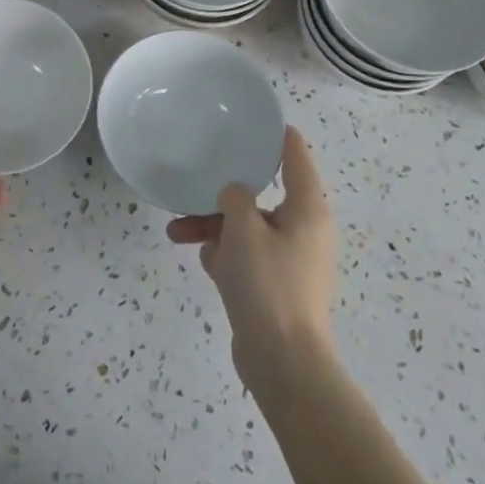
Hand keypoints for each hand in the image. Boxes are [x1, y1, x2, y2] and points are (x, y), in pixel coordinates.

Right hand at [168, 127, 336, 385]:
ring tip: (177, 232)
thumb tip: (235, 196)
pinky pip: (247, 258)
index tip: (251, 119)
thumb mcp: (244, 229)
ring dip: (214, 227)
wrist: (283, 364)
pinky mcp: (276, 288)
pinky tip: (203, 261)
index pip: (295, 155)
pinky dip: (225, 256)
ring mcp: (291, 261)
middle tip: (196, 185)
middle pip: (261, 195)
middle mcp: (304, 230)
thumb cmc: (268, 285)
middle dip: (223, 194)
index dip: (275, 134)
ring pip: (247, 228)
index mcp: (307, 209)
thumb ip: (235, 198)